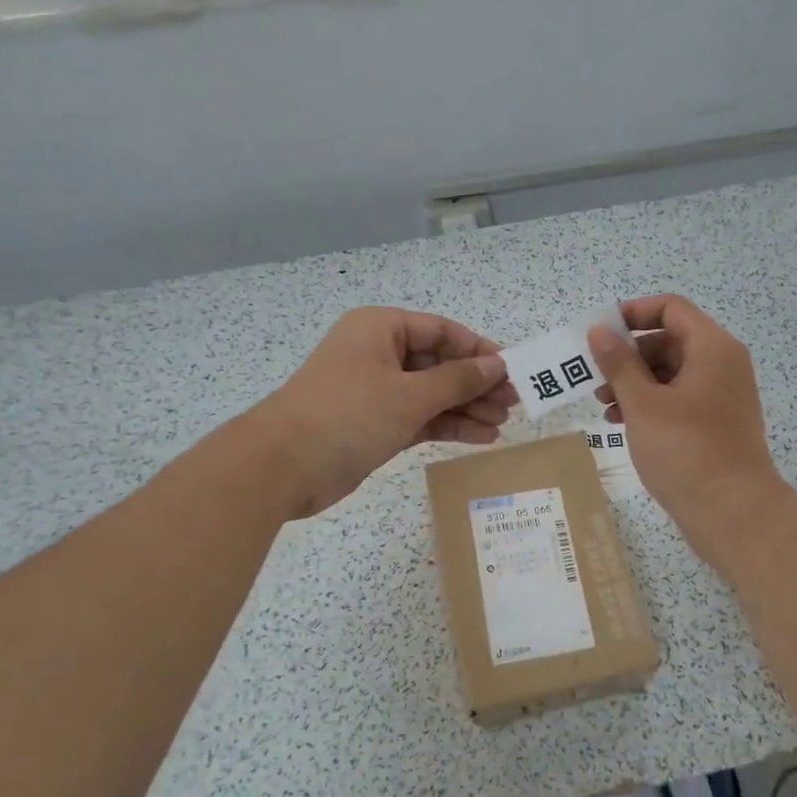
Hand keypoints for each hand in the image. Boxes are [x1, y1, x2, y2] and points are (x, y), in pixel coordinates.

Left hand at [249, 308, 515, 516]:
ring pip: (431, 394)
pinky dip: (446, 426)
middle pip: (439, 363)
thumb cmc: (348, 414)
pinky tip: (479, 437)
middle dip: (476, 384)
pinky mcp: (373, 424)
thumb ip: (458, 380)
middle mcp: (378, 354)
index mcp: (381, 329)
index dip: (480, 350)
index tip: (513, 370)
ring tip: (502, 424)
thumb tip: (497, 365)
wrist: (283, 467)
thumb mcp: (410, 394)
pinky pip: (419, 418)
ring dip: (466, 408)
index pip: (442, 331)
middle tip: (513, 403)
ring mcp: (375, 391)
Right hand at [588, 295, 787, 564]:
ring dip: (634, 382)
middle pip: (669, 340)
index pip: (671, 309)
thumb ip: (619, 364)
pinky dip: (650, 404)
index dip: (633, 313)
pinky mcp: (716, 423)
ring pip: (671, 373)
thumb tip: (600, 331)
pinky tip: (621, 424)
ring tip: (603, 406)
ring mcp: (721, 396)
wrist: (733, 513)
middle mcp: (722, 365)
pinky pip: (679, 399)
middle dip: (628, 355)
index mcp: (712, 349)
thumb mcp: (643, 404)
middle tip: (595, 377)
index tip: (601, 333)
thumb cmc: (686, 450)